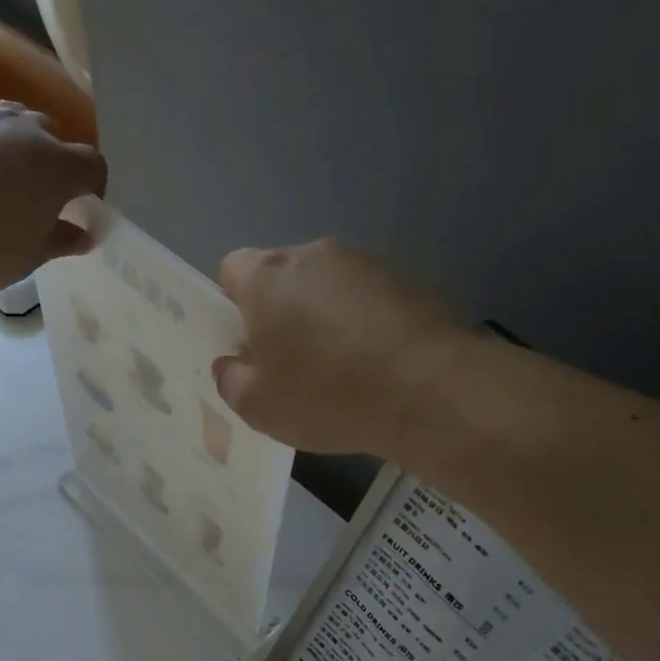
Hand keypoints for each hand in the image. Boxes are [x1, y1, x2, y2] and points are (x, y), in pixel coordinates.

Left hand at [0, 101, 106, 294]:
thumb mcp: (24, 258)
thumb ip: (58, 242)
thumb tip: (83, 234)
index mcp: (54, 165)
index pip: (92, 165)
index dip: (93, 188)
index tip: (82, 210)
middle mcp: (21, 130)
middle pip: (53, 134)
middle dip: (55, 161)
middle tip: (40, 198)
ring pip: (11, 123)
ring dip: (16, 148)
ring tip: (0, 183)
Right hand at [212, 239, 470, 454]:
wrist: (429, 390)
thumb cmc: (327, 394)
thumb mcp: (257, 406)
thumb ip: (230, 379)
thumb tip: (232, 363)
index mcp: (267, 277)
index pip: (232, 268)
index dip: (233, 304)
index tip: (247, 343)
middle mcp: (314, 254)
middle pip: (282, 276)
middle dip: (280, 311)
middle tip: (289, 363)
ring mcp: (365, 262)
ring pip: (327, 286)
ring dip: (324, 316)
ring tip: (340, 368)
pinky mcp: (408, 278)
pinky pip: (367, 298)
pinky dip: (363, 322)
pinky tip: (375, 364)